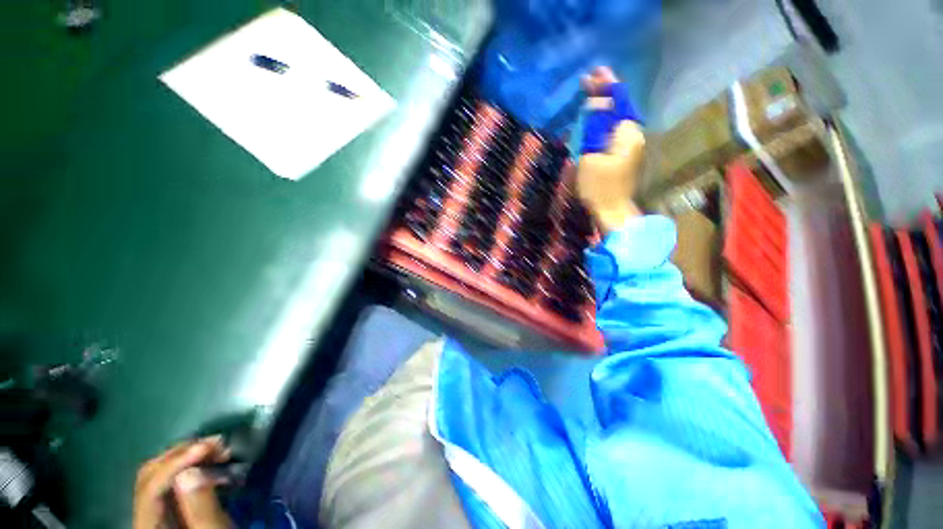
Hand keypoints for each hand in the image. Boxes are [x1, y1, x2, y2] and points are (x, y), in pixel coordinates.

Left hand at [133, 436, 232, 528]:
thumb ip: (201, 508)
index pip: (150, 489)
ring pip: (158, 474)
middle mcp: (142, 517)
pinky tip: (209, 461)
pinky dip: (189, 465)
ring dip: (186, 456)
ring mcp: (152, 512)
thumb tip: (190, 472)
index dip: (176, 463)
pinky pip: (169, 480)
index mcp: (148, 528)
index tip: (208, 446)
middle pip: (149, 476)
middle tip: (215, 444)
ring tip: (216, 449)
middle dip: (181, 455)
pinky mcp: (165, 507)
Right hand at [576, 66, 644, 233]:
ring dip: (603, 107)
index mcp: (627, 133)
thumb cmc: (598, 187)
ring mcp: (631, 145)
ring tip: (589, 96)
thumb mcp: (590, 156)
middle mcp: (634, 134)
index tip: (593, 73)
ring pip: (617, 119)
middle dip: (604, 93)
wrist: (612, 211)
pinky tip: (594, 120)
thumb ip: (594, 127)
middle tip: (588, 82)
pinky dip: (603, 122)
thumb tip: (597, 102)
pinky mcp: (625, 154)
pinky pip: (614, 131)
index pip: (618, 100)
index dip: (606, 84)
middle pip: (619, 107)